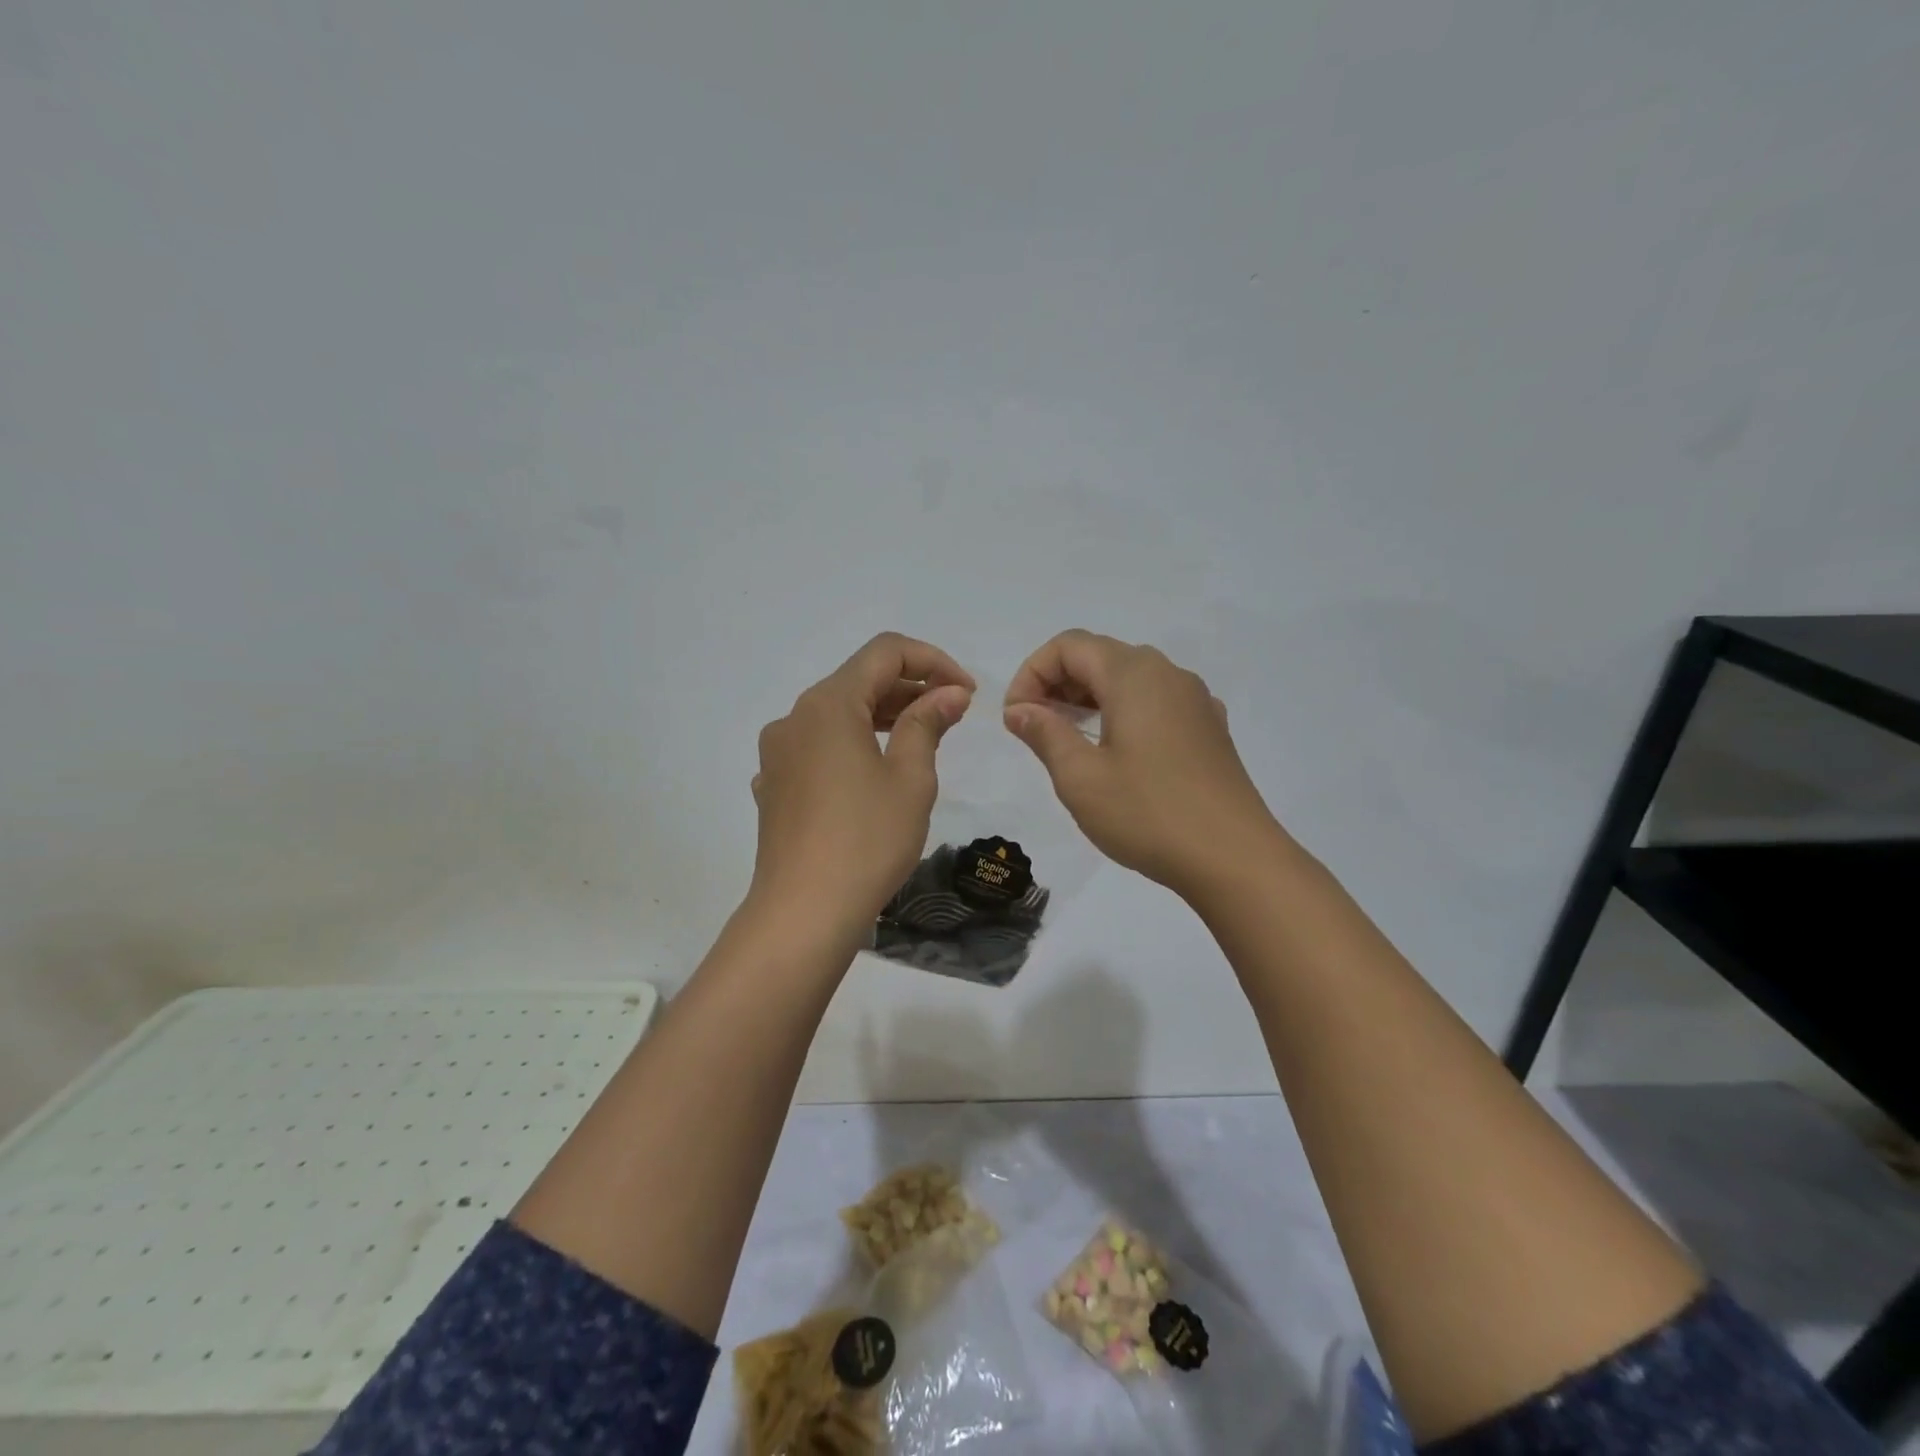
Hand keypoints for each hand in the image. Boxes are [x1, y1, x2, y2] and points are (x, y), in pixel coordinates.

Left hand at [748, 633, 974, 949]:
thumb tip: (949, 693)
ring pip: (838, 714)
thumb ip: (928, 723)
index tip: (967, 692)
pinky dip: (854, 744)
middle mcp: (795, 717)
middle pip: (858, 680)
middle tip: (954, 713)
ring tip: (925, 737)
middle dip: (910, 688)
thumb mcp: (910, 778)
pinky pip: (820, 746)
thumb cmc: (867, 840)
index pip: (885, 653)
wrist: (803, 913)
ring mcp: (778, 752)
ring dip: (884, 716)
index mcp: (828, 704)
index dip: (933, 661)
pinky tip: (877, 773)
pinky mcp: (775, 784)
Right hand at [1003, 630, 1277, 898]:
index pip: (1069, 645)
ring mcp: (1195, 700)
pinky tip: (1118, 752)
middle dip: (1058, 683)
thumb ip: (1045, 733)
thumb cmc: (1148, 814)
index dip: (1032, 673)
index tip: (1016, 718)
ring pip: (1130, 677)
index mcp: (1133, 675)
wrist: (1235, 858)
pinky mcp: (1209, 727)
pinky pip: (1156, 701)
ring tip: (1068, 739)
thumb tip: (1020, 709)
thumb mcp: (1080, 777)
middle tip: (1035, 728)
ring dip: (1089, 697)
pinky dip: (1123, 711)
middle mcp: (1167, 674)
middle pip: (1100, 655)